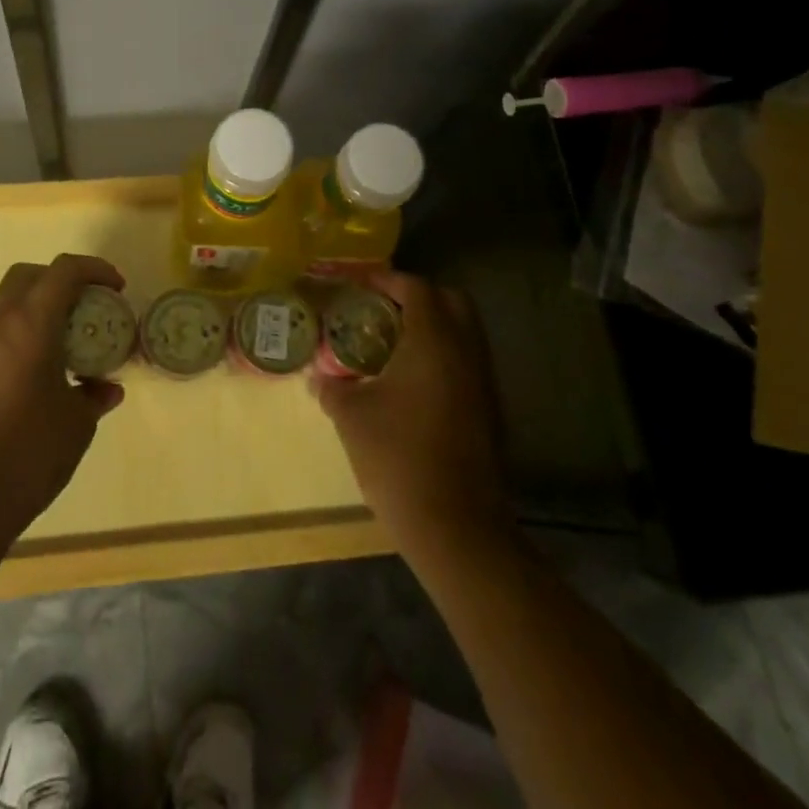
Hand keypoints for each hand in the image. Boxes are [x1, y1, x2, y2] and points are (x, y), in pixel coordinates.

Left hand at [0, 254, 126, 557]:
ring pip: (11, 301)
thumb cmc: (30, 452)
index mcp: (30, 325)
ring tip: (73, 338)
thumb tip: (106, 388)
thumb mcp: (78, 422)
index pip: (64, 270)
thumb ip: (95, 395)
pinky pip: (2, 331)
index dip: (95, 269)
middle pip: (30, 275)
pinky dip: (28, 331)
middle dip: (63, 279)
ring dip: (43, 306)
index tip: (118, 288)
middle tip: (90, 304)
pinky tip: (49, 368)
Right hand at [311, 273, 506, 556]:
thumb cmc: (398, 459)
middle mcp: (466, 351)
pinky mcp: (490, 410)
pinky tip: (412, 381)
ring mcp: (484, 381)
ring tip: (392, 343)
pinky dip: (443, 355)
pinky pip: (468, 362)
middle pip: (450, 301)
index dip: (386, 280)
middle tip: (381, 309)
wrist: (457, 528)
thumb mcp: (351, 417)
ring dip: (433, 327)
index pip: (416, 288)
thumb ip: (333, 387)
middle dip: (417, 296)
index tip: (359, 286)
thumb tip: (318, 376)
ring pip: (464, 332)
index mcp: (433, 341)